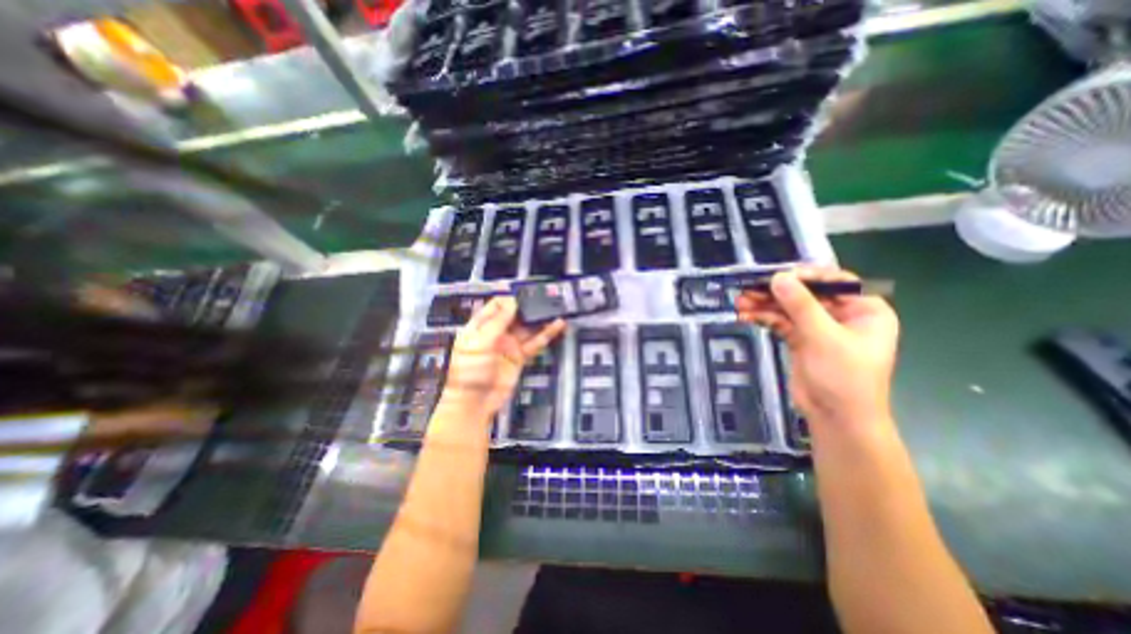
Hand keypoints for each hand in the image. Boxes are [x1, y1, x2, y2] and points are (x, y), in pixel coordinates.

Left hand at [441, 298, 564, 418]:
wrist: (474, 402)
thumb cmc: (468, 372)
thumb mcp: (480, 343)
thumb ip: (498, 322)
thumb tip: (512, 303)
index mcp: (480, 326)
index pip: (496, 306)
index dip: (511, 300)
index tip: (525, 296)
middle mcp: (496, 333)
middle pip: (515, 315)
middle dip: (528, 308)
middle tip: (544, 300)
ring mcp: (509, 345)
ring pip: (527, 328)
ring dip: (540, 319)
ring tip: (554, 309)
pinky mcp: (520, 357)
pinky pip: (534, 343)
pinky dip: (546, 335)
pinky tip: (556, 326)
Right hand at [733, 268, 901, 429]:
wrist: (836, 418)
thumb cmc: (843, 376)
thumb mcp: (823, 337)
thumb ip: (800, 305)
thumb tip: (778, 277)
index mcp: (864, 309)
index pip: (834, 281)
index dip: (805, 276)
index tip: (777, 276)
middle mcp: (842, 315)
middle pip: (806, 294)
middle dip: (777, 292)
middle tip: (749, 288)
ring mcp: (819, 328)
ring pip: (789, 309)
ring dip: (765, 305)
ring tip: (740, 303)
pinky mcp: (800, 340)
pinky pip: (781, 323)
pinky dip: (764, 318)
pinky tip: (747, 316)